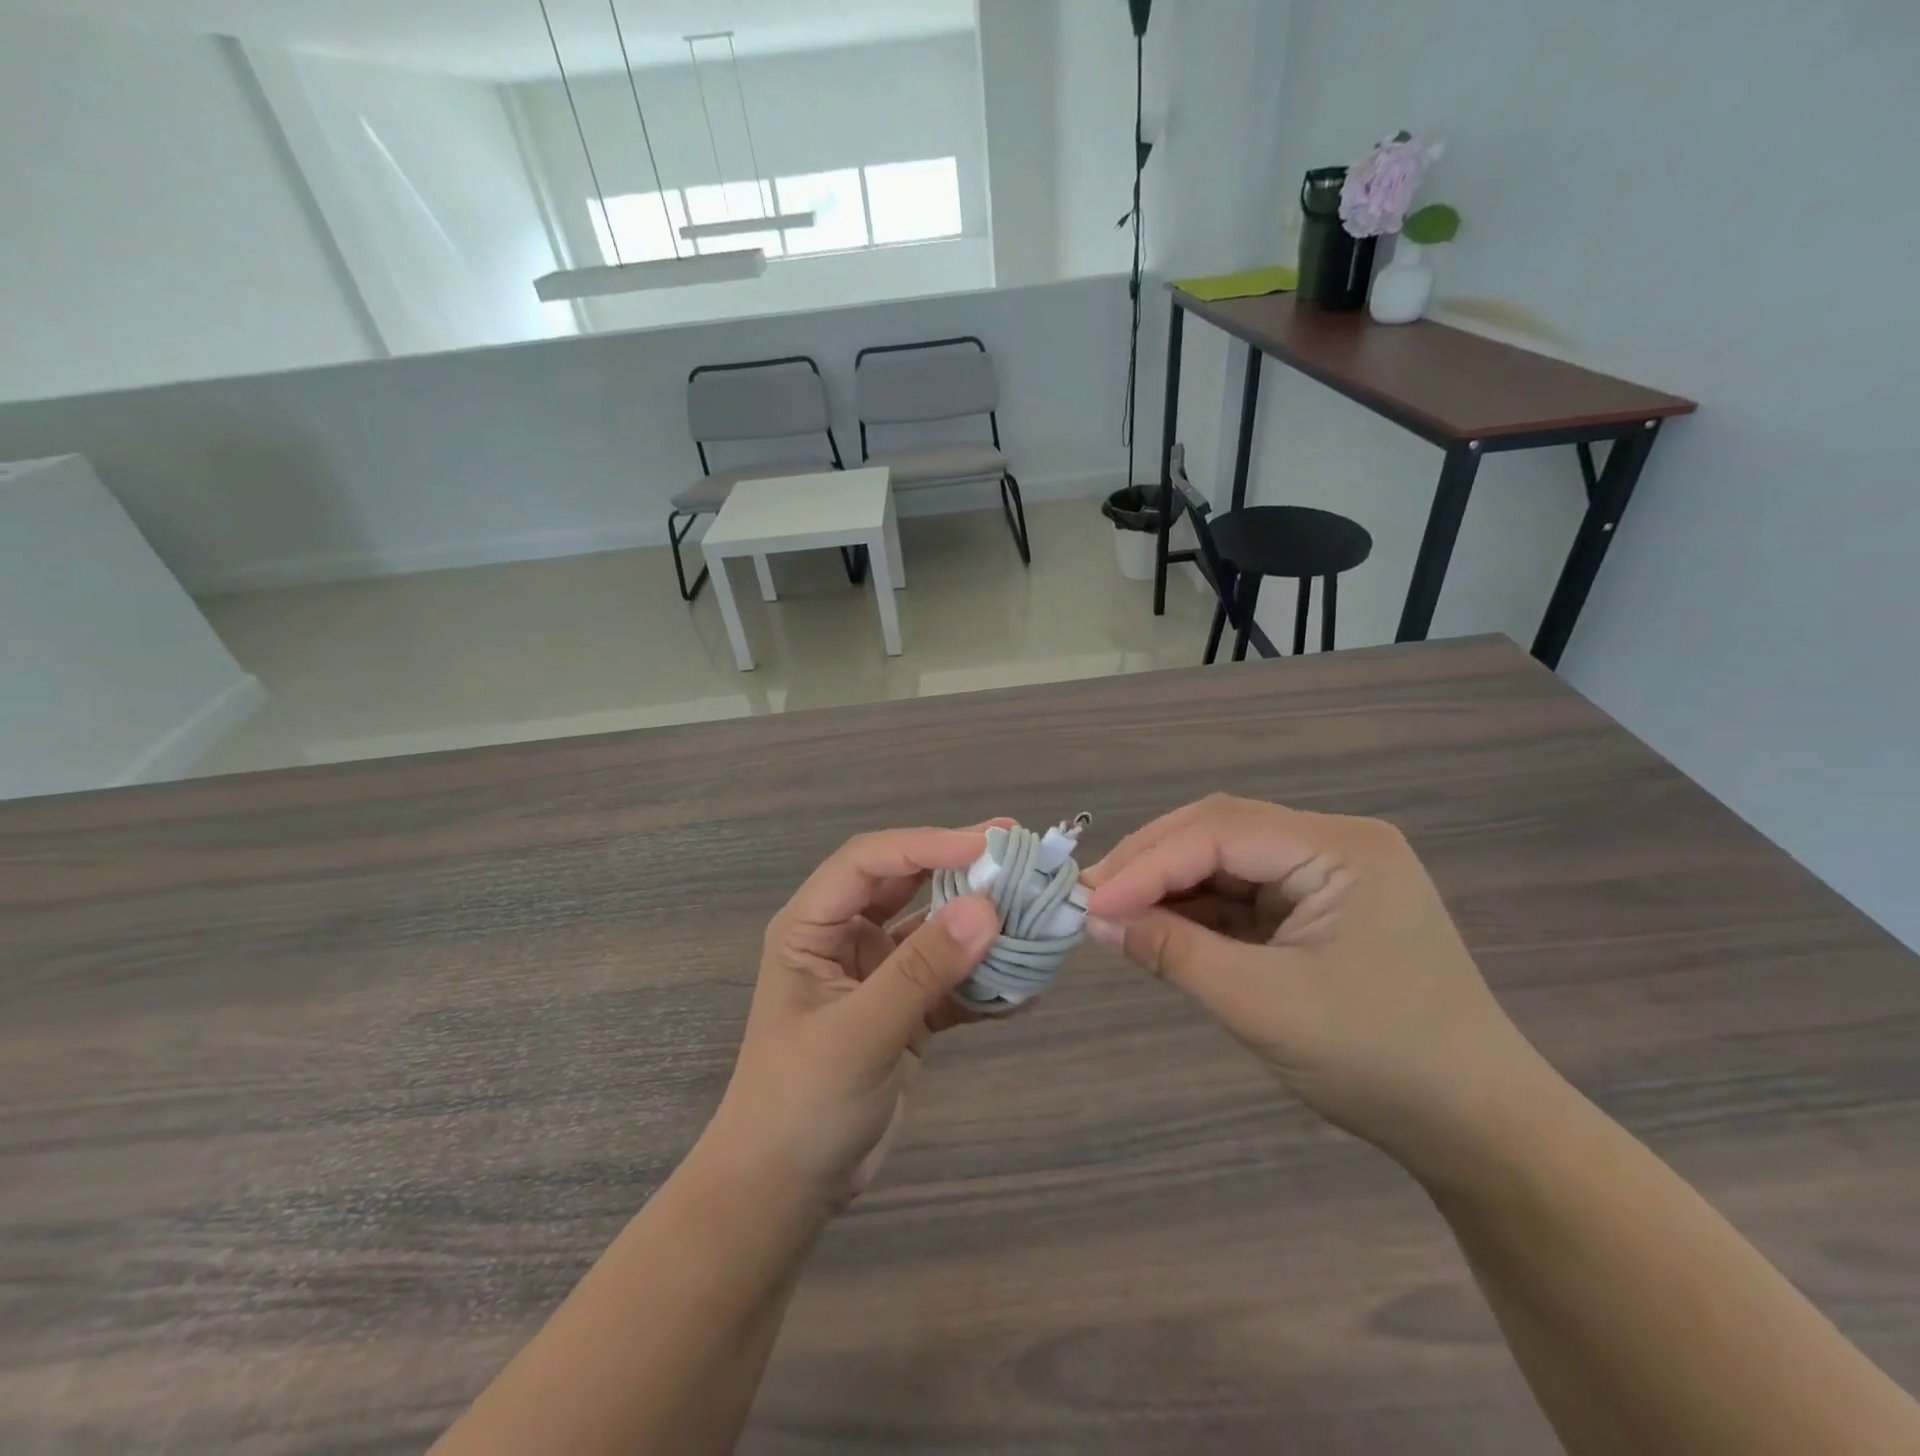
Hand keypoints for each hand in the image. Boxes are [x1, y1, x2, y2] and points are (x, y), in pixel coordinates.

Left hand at [701, 827, 1002, 1217]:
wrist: (785, 1193)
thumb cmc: (799, 1105)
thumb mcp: (858, 1033)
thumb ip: (921, 971)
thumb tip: (988, 910)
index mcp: (813, 926)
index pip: (870, 862)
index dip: (927, 844)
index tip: (988, 845)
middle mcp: (846, 938)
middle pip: (908, 883)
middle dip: (960, 867)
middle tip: (1019, 849)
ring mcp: (879, 975)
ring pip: (936, 930)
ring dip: (981, 924)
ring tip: (1035, 912)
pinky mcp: (906, 1011)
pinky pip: (952, 981)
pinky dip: (987, 982)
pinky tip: (1028, 986)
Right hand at [1081, 795, 1551, 1175]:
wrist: (1478, 1131)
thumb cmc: (1381, 1062)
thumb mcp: (1263, 1006)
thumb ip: (1174, 953)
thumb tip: (1097, 922)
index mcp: (1341, 849)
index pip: (1221, 832)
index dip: (1148, 863)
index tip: (1090, 902)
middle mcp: (1334, 844)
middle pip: (1220, 832)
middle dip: (1151, 863)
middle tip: (1092, 898)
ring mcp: (1327, 875)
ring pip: (1225, 861)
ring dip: (1169, 886)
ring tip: (1114, 914)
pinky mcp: (1316, 908)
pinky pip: (1242, 894)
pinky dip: (1197, 910)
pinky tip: (1160, 927)